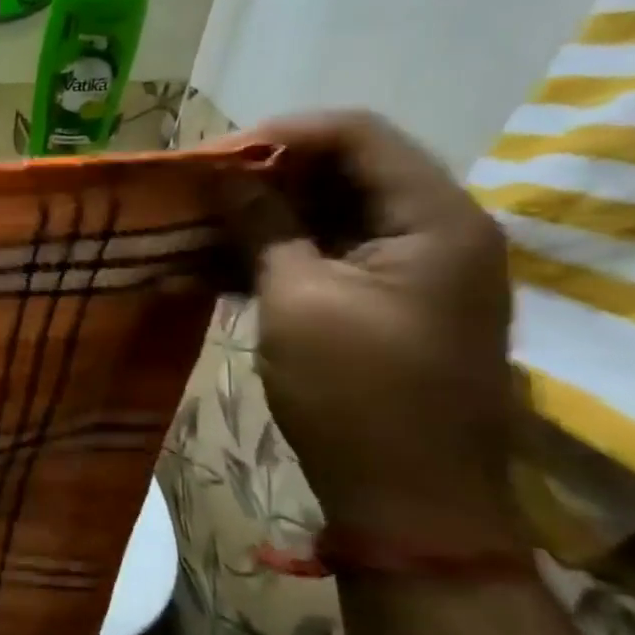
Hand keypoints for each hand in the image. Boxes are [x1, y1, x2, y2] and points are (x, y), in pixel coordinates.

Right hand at [219, 112, 518, 550]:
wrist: (410, 499)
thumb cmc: (357, 393)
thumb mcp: (298, 300)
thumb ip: (264, 226)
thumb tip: (227, 176)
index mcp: (435, 219)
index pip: (358, 135)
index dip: (280, 135)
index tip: (209, 157)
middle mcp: (437, 231)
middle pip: (346, 171)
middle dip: (266, 176)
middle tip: (197, 191)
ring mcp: (415, 271)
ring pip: (332, 216)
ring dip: (266, 217)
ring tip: (199, 227)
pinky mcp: (390, 305)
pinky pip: (330, 257)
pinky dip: (279, 254)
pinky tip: (222, 267)